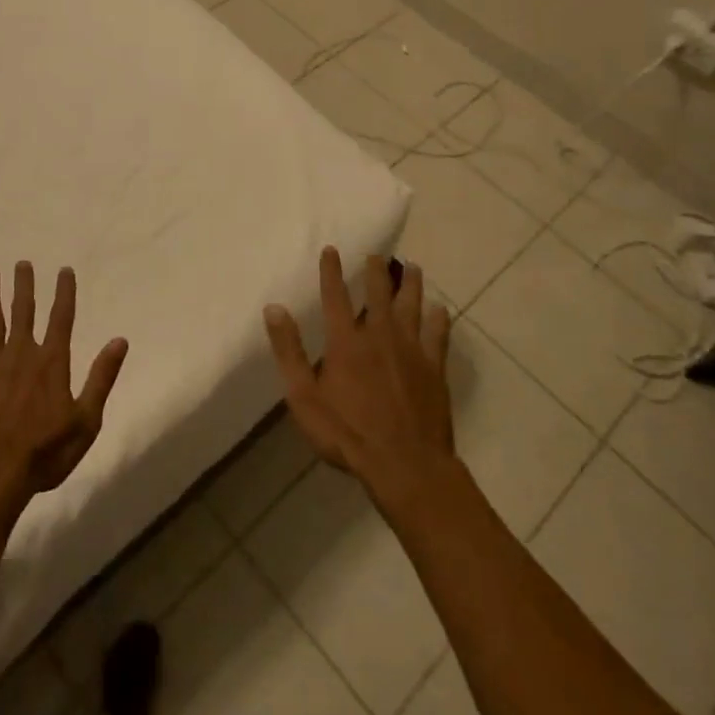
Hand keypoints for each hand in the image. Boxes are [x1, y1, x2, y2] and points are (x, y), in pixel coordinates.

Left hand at [0, 262, 127, 507]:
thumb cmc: (43, 453)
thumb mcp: (86, 421)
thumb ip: (102, 378)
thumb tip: (120, 340)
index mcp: (52, 362)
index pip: (61, 318)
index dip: (64, 292)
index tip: (64, 270)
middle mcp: (22, 352)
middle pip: (24, 310)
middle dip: (24, 285)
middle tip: (22, 263)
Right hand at [264, 248, 455, 502]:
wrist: (405, 464)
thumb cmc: (346, 433)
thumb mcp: (304, 396)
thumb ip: (289, 351)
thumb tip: (274, 308)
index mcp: (346, 341)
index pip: (335, 296)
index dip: (332, 271)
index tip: (332, 249)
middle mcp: (379, 335)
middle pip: (379, 294)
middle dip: (376, 271)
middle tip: (377, 254)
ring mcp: (411, 350)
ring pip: (412, 307)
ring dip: (411, 285)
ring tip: (413, 268)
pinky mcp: (434, 368)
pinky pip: (438, 335)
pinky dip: (438, 319)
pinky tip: (440, 309)